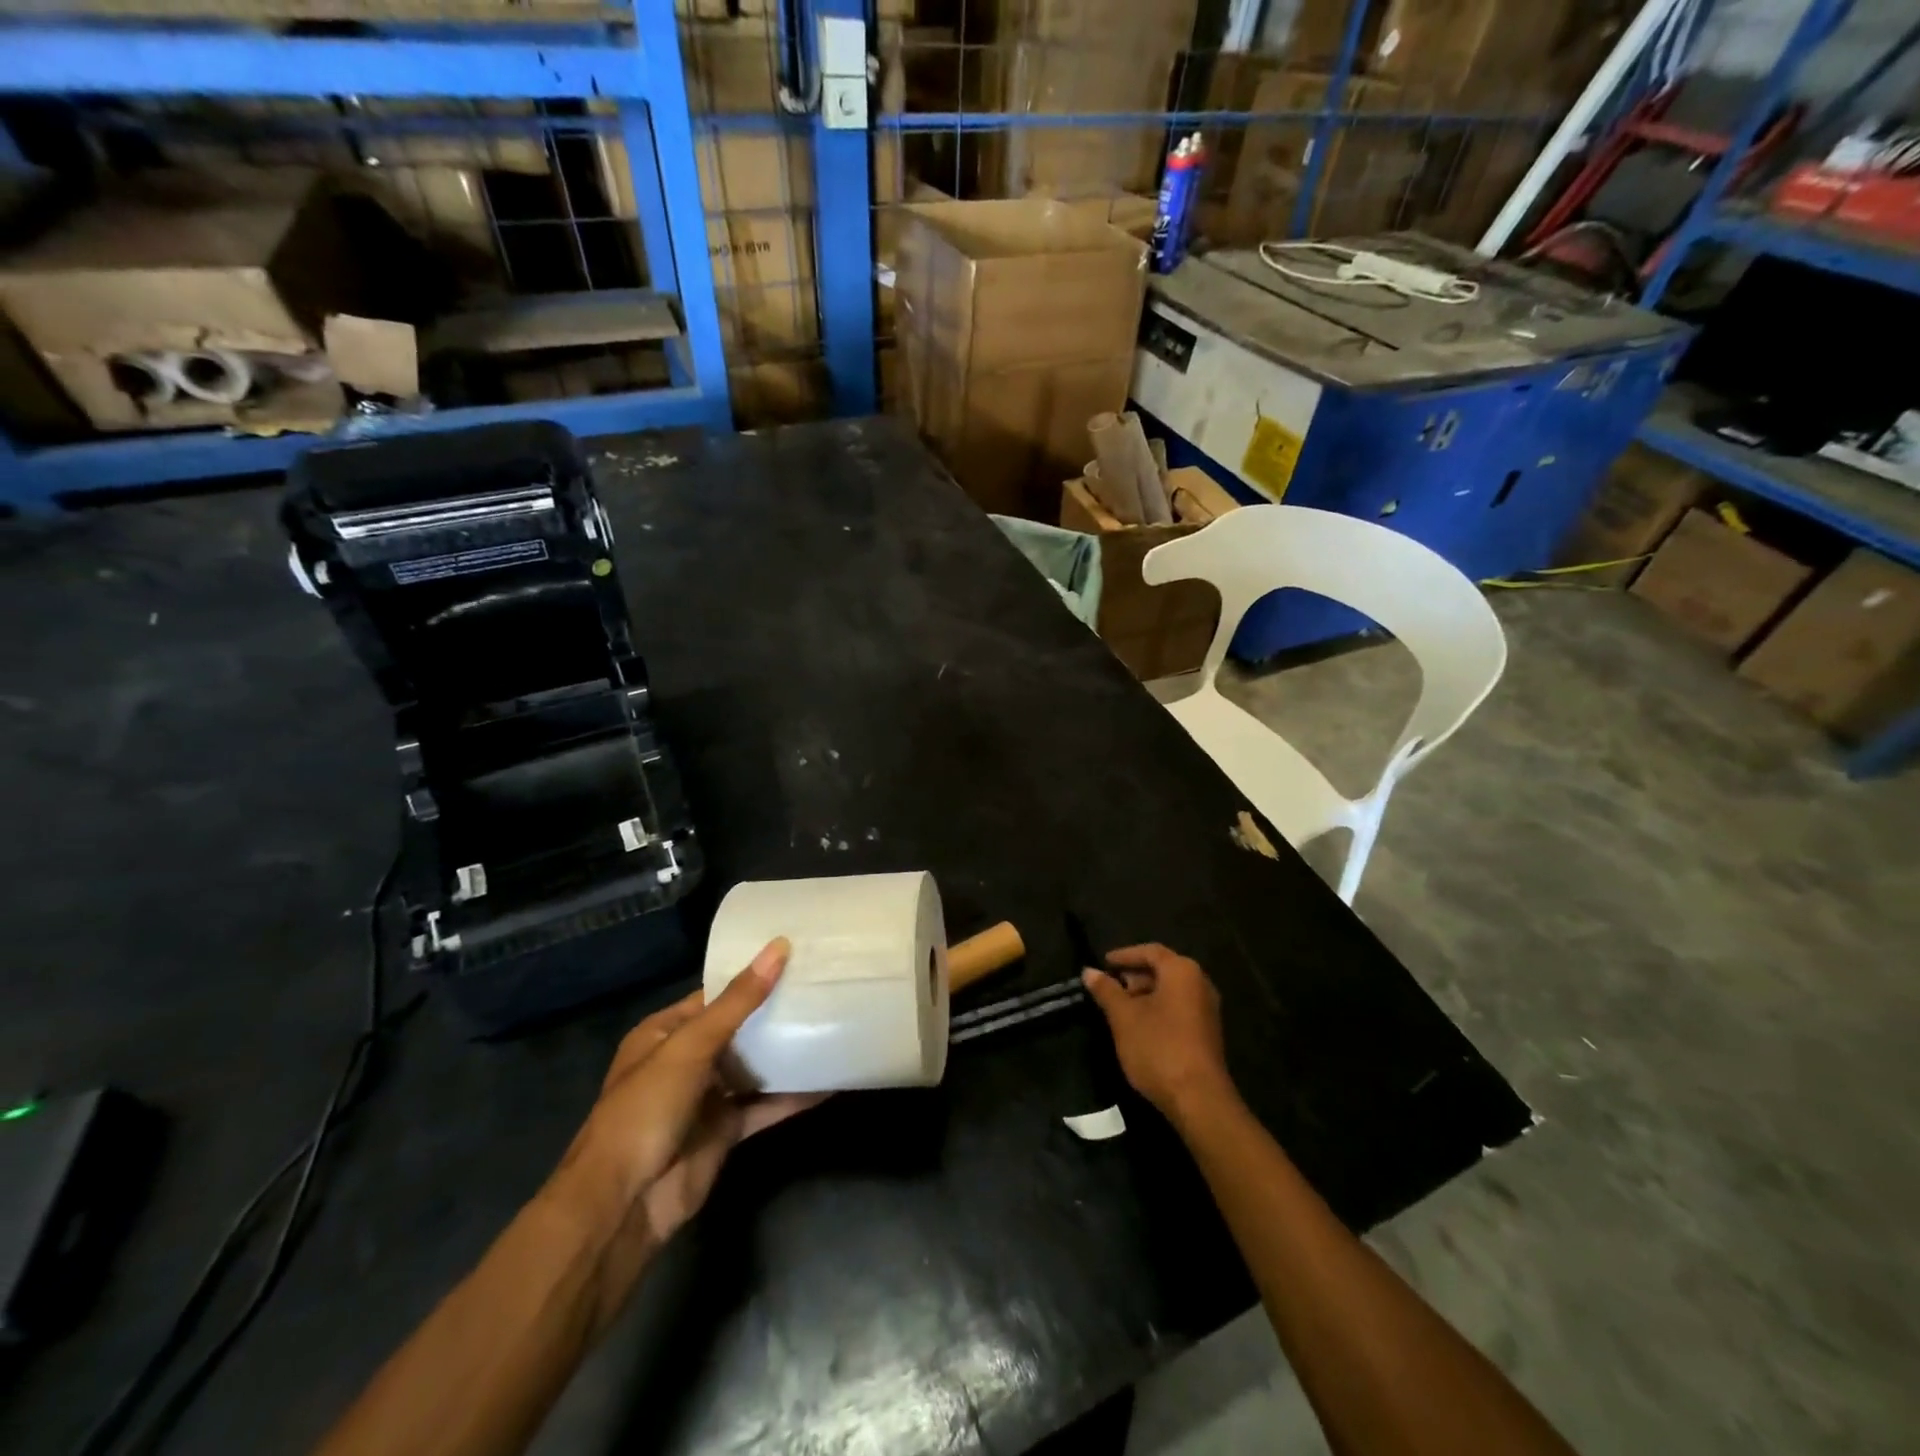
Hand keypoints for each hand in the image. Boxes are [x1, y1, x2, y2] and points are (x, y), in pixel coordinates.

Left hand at [542, 939, 819, 1327]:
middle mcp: (686, 1060)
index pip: (715, 994)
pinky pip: (764, 1106)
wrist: (624, 1204)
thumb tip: (779, 948)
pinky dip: (793, 1096)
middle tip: (823, 986)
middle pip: (738, 1029)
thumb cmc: (646, 1109)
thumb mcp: (690, 1046)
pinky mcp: (726, 1130)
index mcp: (665, 1033)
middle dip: (775, 1012)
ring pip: (754, 1067)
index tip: (796, 957)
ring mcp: (707, 1097)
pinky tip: (829, 1081)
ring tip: (832, 1023)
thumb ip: (738, 1001)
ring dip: (786, 1052)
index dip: (751, 976)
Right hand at [1082, 944, 1236, 1122]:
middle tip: (1109, 987)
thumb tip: (1089, 971)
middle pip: (1163, 969)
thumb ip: (1106, 990)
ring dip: (1145, 994)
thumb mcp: (1124, 1017)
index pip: (1150, 951)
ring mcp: (1207, 1009)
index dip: (1124, 955)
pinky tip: (1139, 1026)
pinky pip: (1179, 1008)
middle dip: (1134, 976)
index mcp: (1182, 971)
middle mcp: (1200, 983)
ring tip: (1120, 1008)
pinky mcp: (1207, 1032)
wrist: (1198, 1099)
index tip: (1103, 963)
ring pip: (1171, 991)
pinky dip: (1158, 1009)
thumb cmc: (1158, 1047)